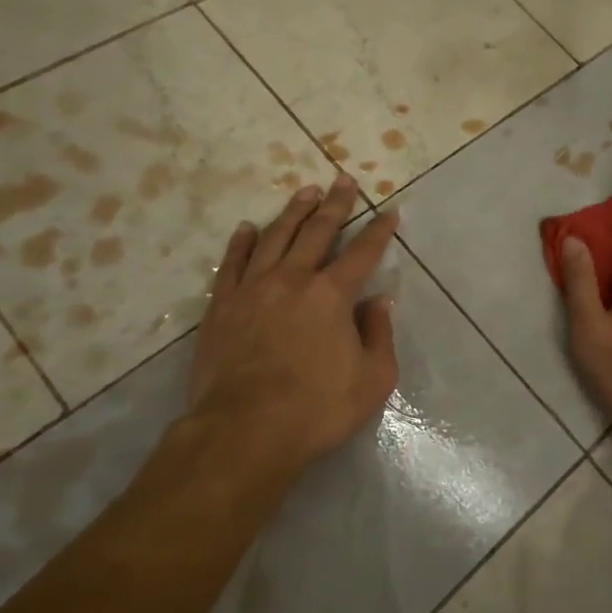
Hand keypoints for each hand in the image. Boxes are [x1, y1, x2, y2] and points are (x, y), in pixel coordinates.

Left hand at [185, 176, 399, 477]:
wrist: (244, 432)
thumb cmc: (317, 409)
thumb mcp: (373, 380)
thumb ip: (379, 335)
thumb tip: (378, 303)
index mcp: (333, 295)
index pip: (363, 252)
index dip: (380, 230)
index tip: (390, 210)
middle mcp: (293, 279)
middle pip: (318, 231)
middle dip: (336, 204)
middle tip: (344, 180)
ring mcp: (253, 289)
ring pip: (275, 238)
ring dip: (293, 212)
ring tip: (305, 193)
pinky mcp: (221, 306)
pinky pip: (232, 264)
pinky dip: (242, 242)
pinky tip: (248, 228)